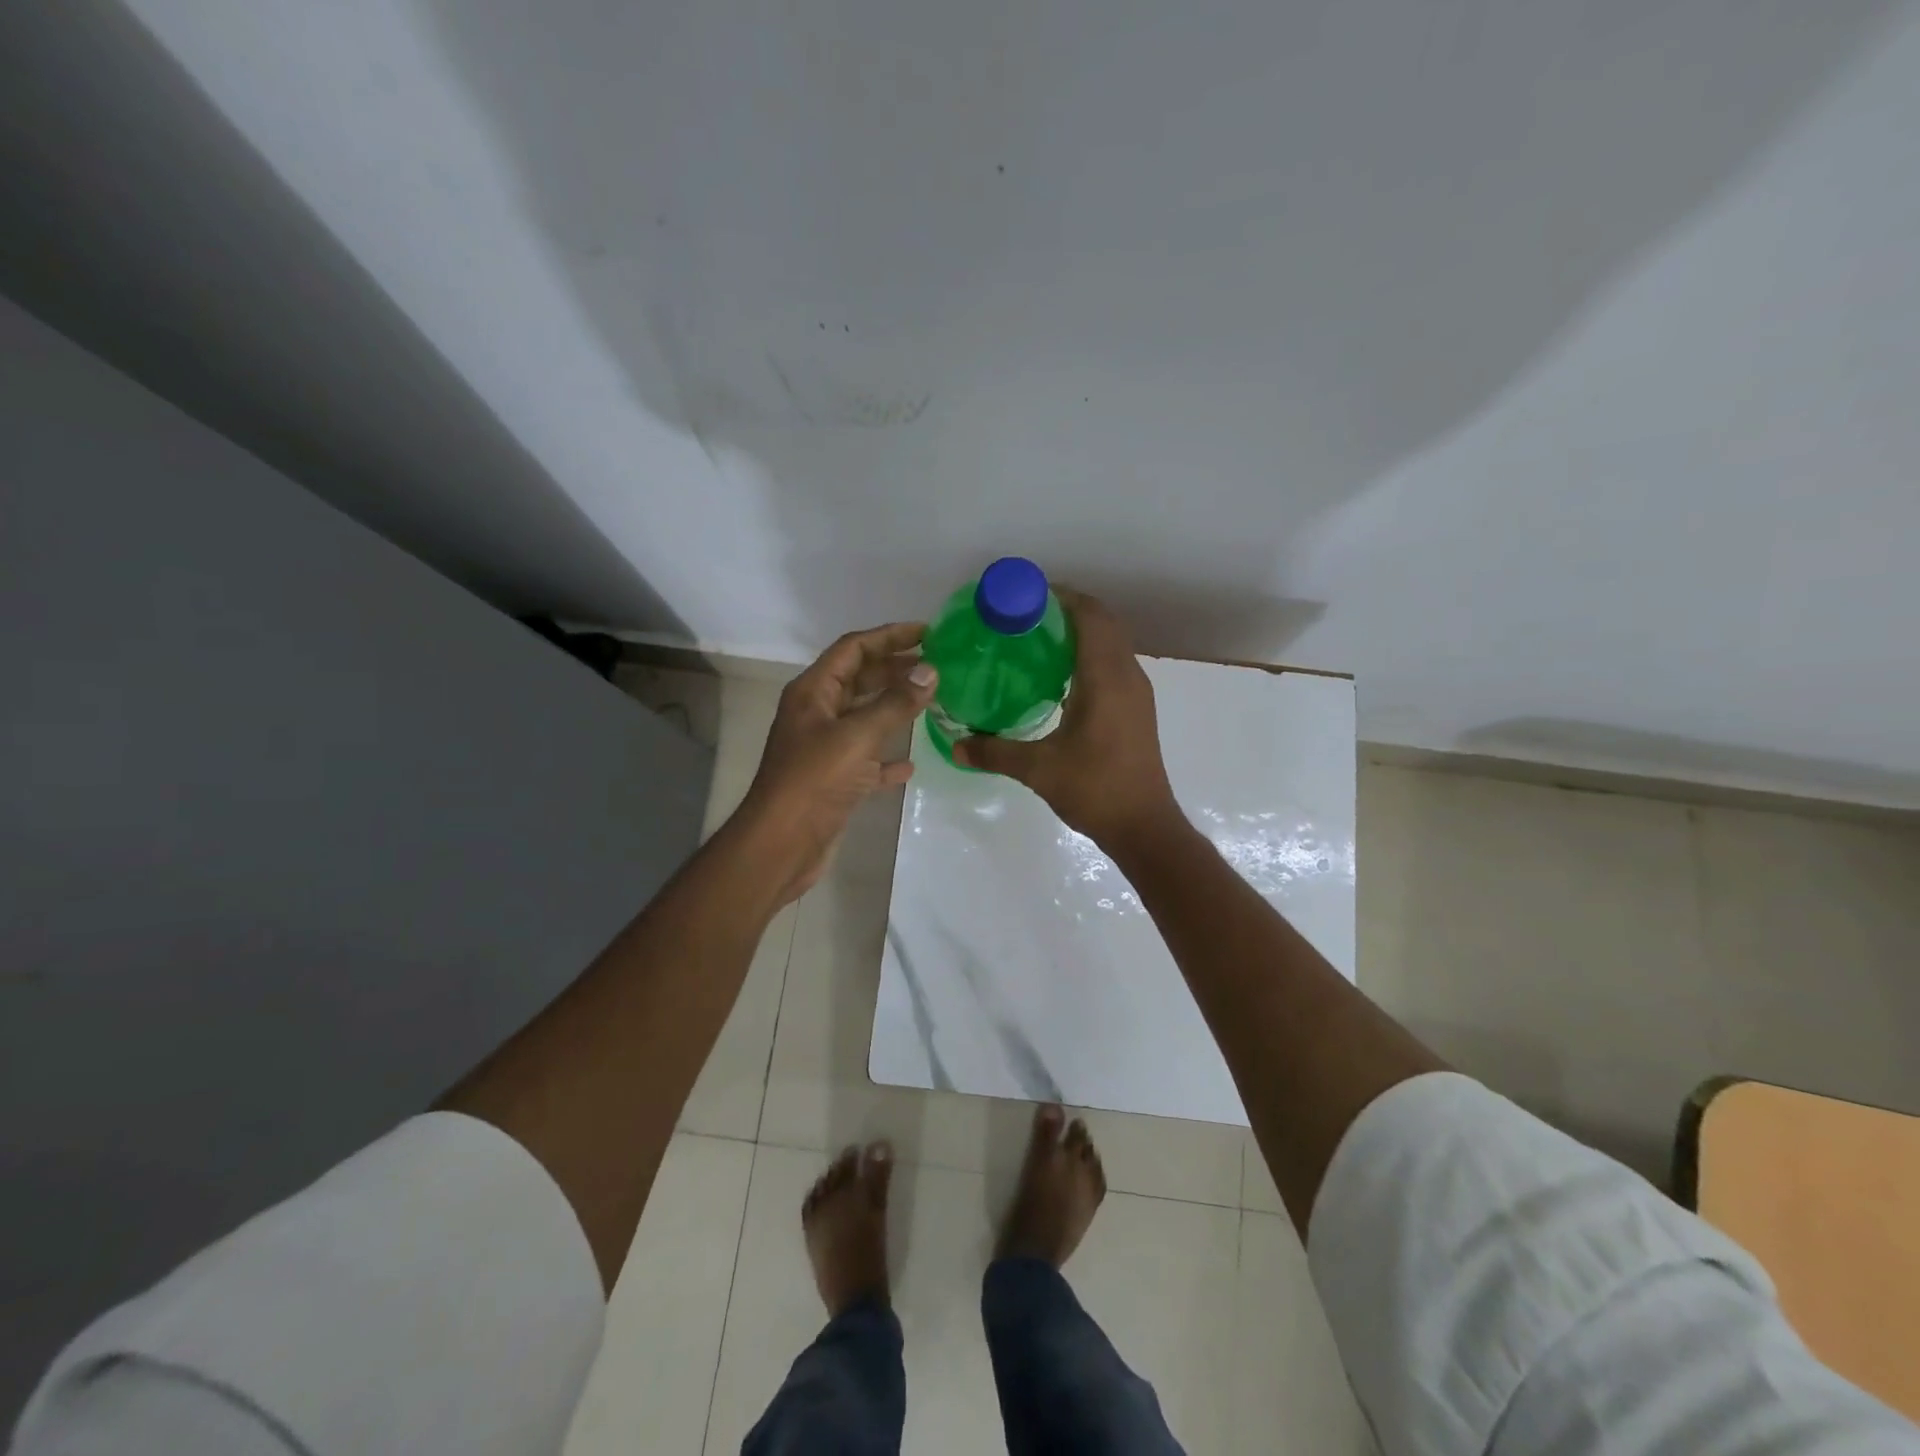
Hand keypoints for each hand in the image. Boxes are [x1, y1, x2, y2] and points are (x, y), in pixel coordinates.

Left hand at [738, 622, 937, 902]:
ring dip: (895, 709)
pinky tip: (911, 764)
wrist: (781, 844)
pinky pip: (866, 759)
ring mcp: (824, 748)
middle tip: (937, 666)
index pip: (853, 649)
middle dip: (895, 669)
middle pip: (860, 679)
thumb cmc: (814, 781)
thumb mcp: (858, 737)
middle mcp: (817, 714)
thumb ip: (895, 703)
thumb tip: (930, 671)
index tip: (928, 633)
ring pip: (864, 718)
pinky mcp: (834, 780)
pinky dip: (887, 758)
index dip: (889, 636)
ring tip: (931, 702)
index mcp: (814, 692)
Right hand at [952, 590, 1180, 852]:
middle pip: (1102, 622)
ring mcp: (1136, 691)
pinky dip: (1089, 654)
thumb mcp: (1038, 769)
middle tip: (1023, 615)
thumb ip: (994, 752)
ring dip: (1080, 631)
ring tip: (1036, 639)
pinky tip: (1058, 676)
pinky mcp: (1136, 708)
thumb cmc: (1095, 789)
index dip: (1061, 597)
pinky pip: (1113, 663)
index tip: (1024, 595)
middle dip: (1067, 610)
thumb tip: (955, 744)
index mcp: (1106, 678)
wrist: (1144, 826)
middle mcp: (1127, 675)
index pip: (1089, 616)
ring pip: (1110, 643)